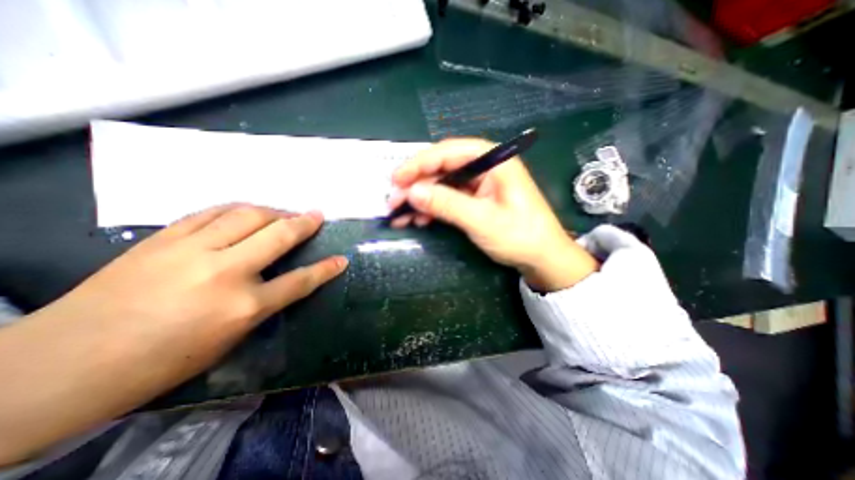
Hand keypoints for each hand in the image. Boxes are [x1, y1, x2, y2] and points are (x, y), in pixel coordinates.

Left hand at [48, 207, 345, 378]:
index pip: (300, 281)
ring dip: (273, 211)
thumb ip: (261, 305)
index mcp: (244, 307)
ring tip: (284, 212)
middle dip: (304, 223)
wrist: (63, 364)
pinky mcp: (163, 239)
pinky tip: (245, 210)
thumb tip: (281, 281)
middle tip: (317, 215)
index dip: (325, 269)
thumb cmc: (163, 361)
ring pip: (247, 215)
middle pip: (278, 235)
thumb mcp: (229, 339)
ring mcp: (192, 250)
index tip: (341, 259)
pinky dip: (236, 208)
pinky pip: (211, 212)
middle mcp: (225, 272)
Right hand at [390, 137, 595, 290]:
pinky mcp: (475, 200)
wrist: (541, 258)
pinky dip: (432, 208)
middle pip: (442, 168)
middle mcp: (484, 167)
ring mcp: (479, 184)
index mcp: (493, 161)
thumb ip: (447, 204)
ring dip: (420, 199)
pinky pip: (448, 198)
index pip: (449, 152)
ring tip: (400, 215)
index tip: (396, 179)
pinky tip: (419, 219)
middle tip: (393, 202)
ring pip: (441, 185)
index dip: (419, 163)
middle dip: (416, 185)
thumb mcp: (482, 220)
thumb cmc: (520, 236)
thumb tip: (412, 192)